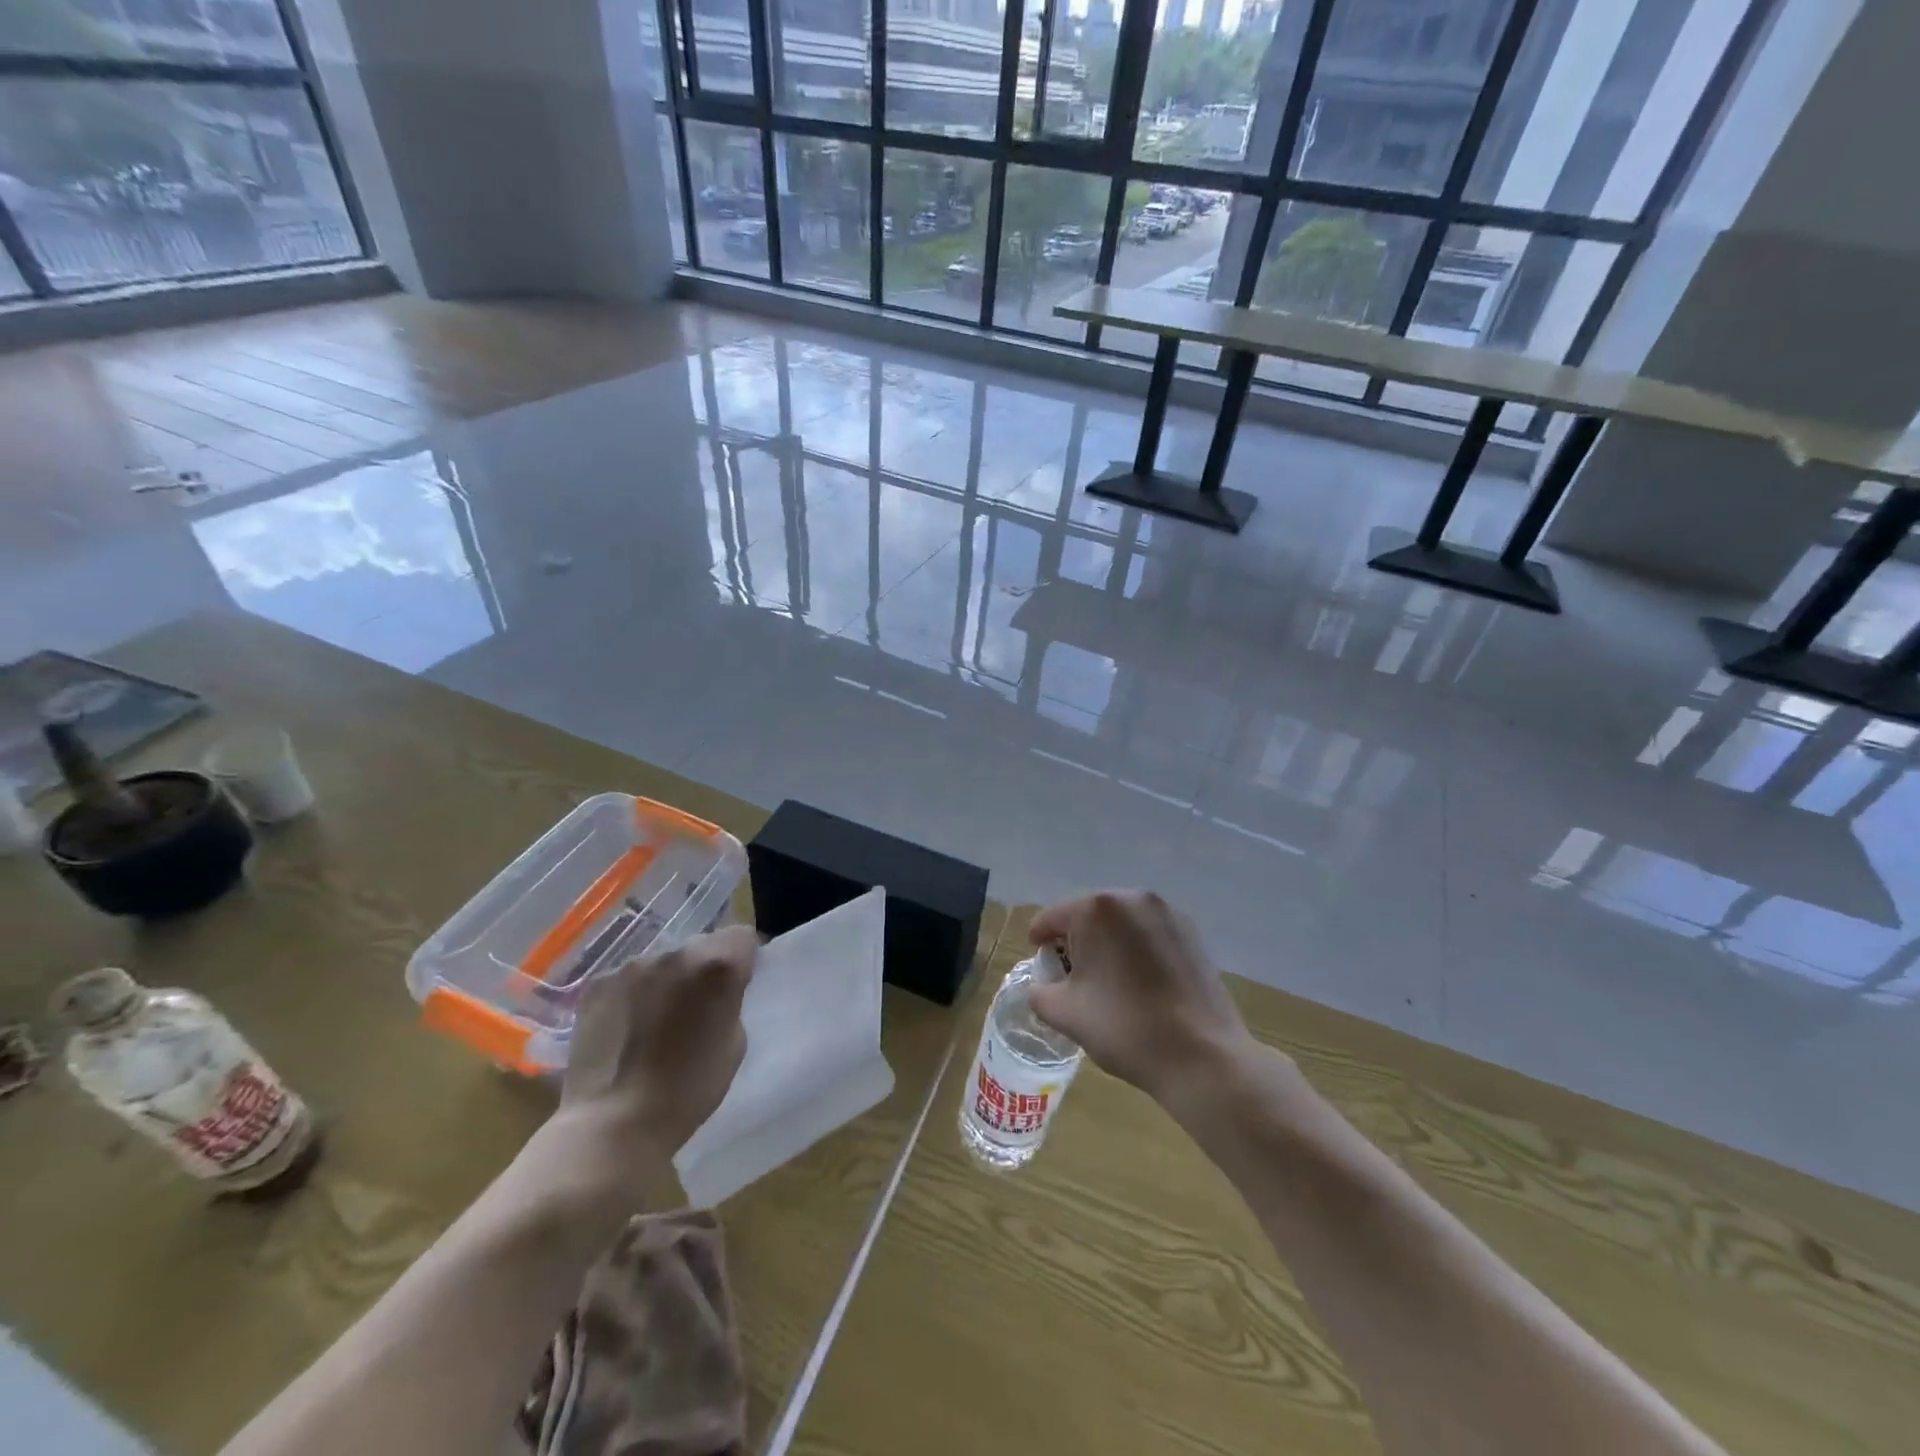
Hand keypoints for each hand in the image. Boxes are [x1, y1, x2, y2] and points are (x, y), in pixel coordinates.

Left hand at [559, 925, 758, 1160]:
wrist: (614, 1122)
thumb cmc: (689, 1088)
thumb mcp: (735, 1043)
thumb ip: (730, 1002)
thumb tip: (718, 992)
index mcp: (718, 964)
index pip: (742, 936)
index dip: (744, 958)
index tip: (738, 983)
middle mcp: (676, 952)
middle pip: (701, 945)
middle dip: (703, 968)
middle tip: (697, 1006)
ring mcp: (632, 965)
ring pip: (662, 961)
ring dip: (667, 980)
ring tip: (657, 1020)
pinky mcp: (597, 983)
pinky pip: (628, 979)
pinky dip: (633, 994)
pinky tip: (627, 1028)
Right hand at [1026, 891, 1256, 1104]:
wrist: (1202, 1056)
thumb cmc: (1125, 1028)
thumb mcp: (1065, 1014)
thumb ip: (1040, 992)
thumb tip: (1043, 985)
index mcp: (1096, 909)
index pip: (1053, 917)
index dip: (1040, 940)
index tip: (1040, 962)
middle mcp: (1132, 897)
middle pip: (1089, 914)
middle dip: (1076, 939)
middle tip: (1071, 973)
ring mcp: (1167, 912)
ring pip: (1122, 921)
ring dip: (1108, 942)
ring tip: (1107, 978)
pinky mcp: (1191, 932)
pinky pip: (1149, 932)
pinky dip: (1137, 948)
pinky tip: (1140, 981)